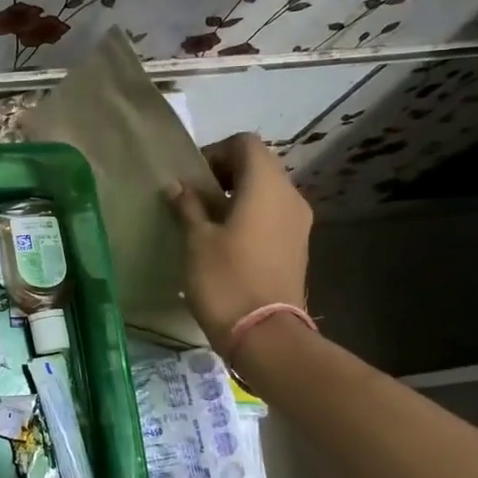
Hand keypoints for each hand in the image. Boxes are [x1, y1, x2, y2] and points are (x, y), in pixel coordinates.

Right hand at [166, 132, 313, 351]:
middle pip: (258, 166)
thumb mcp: (197, 240)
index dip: (215, 152)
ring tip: (206, 222)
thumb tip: (179, 187)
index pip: (245, 144)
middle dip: (224, 175)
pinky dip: (249, 216)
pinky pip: (272, 215)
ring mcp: (298, 223)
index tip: (191, 178)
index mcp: (266, 186)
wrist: (264, 334)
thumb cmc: (225, 279)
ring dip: (236, 197)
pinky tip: (225, 242)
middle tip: (193, 198)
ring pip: (266, 192)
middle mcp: (290, 196)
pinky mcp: (297, 246)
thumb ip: (188, 206)